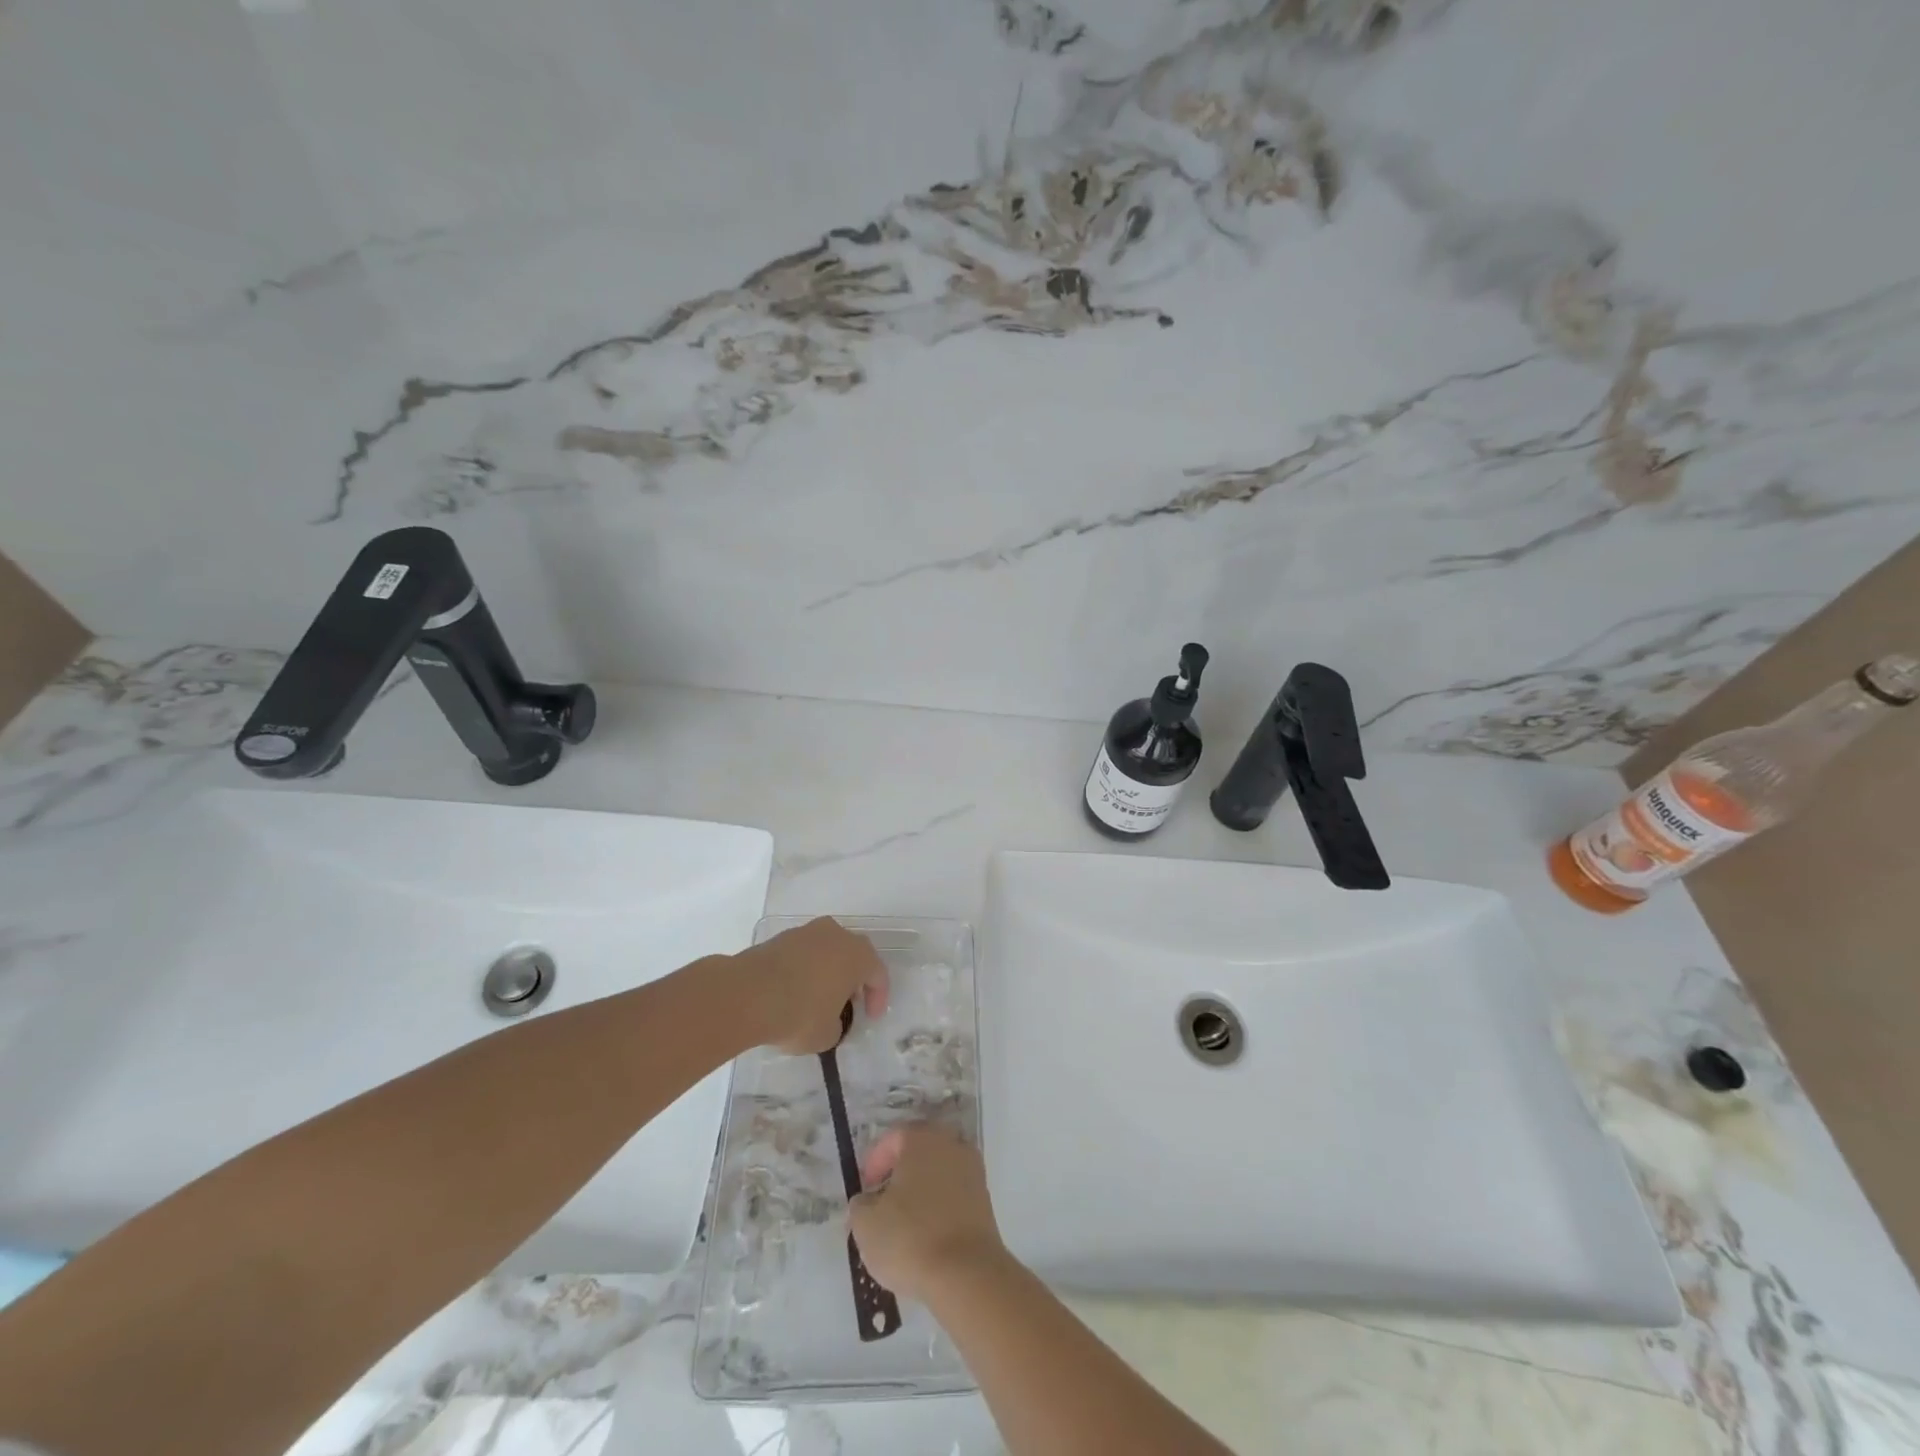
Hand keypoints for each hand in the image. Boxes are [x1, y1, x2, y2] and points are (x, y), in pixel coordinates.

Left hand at [731, 917, 889, 1054]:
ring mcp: (806, 932)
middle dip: (853, 979)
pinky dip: (803, 970)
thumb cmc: (799, 1014)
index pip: (878, 974)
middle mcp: (836, 935)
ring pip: (825, 951)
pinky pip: (802, 954)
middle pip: (853, 955)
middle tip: (848, 1003)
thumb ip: (837, 1025)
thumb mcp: (827, 1035)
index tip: (871, 1018)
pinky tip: (793, 992)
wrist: (748, 994)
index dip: (878, 998)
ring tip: (818, 998)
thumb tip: (829, 1020)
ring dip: (827, 971)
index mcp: (857, 955)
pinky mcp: (779, 938)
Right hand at [849, 1123, 1008, 1302]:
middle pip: (918, 1153)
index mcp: (922, 1138)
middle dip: (898, 1176)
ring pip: (937, 1174)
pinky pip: (953, 1196)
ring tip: (902, 1226)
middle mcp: (951, 1144)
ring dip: (919, 1193)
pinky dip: (938, 1209)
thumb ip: (860, 1204)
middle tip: (881, 1204)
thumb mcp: (866, 1223)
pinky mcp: (985, 1201)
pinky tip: (926, 1237)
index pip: (892, 1138)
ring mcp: (972, 1171)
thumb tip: (867, 1201)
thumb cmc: (910, 1238)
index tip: (865, 1191)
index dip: (874, 1163)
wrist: (966, 1274)